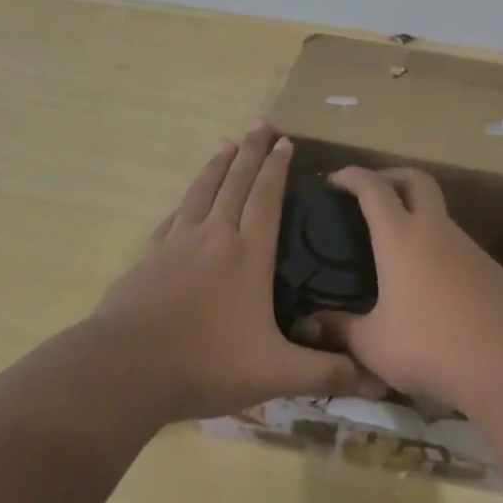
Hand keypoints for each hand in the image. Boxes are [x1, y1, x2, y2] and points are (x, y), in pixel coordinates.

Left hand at [90, 122, 385, 422]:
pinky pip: (174, 217)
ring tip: (226, 142)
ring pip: (202, 192)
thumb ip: (325, 373)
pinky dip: (186, 200)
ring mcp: (177, 244)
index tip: (286, 141)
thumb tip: (377, 380)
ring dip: (217, 165)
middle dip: (250, 151)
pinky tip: (187, 201)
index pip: (266, 198)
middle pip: (235, 182)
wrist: (126, 369)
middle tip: (260, 123)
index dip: (277, 168)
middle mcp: (214, 237)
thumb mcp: (276, 374)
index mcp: (248, 255)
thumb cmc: (207, 364)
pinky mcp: (149, 258)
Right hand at [307, 166, 502, 409]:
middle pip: (417, 180)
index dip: (352, 176)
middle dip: (392, 176)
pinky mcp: (491, 270)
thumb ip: (340, 330)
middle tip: (372, 194)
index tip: (334, 179)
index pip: (373, 188)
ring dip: (416, 216)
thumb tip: (311, 324)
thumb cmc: (431, 346)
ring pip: (439, 214)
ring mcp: (469, 248)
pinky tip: (428, 286)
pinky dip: (436, 249)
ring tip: (394, 250)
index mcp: (401, 237)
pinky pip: (456, 246)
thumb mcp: (374, 345)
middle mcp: (436, 231)